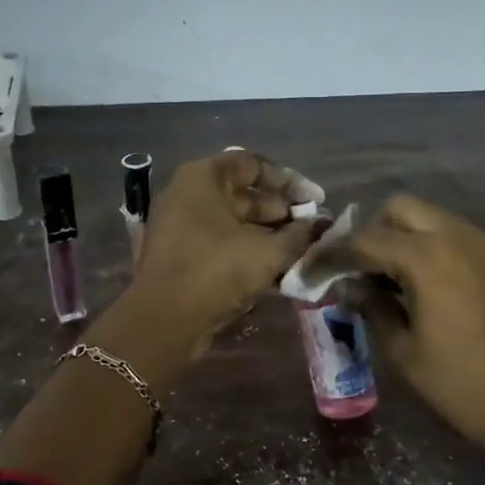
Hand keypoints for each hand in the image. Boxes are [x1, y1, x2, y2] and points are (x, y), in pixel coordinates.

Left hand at [128, 151, 316, 344]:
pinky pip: (219, 244)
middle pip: (242, 194)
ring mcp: (179, 226)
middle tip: (310, 230)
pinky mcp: (179, 256)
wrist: (164, 320)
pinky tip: (276, 271)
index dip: (289, 180)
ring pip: (232, 223)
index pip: (252, 164)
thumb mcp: (268, 251)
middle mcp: (187, 195)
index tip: (315, 201)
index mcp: (203, 178)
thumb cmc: (217, 270)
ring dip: (266, 235)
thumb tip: (320, 225)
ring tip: (299, 251)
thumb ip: (300, 235)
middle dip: (280, 211)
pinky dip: (246, 252)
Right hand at [349, 194, 484, 460]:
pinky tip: (422, 286)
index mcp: (428, 258)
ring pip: (429, 218)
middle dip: (372, 231)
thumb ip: (372, 308)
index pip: (365, 240)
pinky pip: (453, 235)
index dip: (332, 255)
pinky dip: (429, 247)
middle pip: (400, 208)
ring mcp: (483, 245)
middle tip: (358, 270)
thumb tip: (348, 286)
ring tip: (387, 279)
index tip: (312, 272)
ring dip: (402, 237)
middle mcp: (456, 237)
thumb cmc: (464, 385)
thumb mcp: (405, 351)